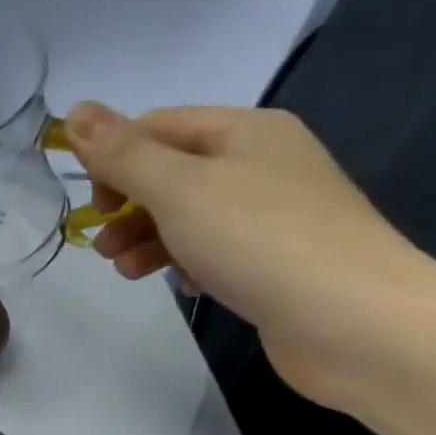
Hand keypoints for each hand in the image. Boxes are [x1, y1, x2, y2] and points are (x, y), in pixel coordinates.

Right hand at [63, 102, 435, 406]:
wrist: (360, 325)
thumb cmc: (260, 241)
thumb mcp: (176, 188)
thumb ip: (121, 153)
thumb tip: (74, 110)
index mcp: (246, 130)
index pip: (156, 127)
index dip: (114, 159)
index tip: (94, 204)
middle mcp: (262, 162)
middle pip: (169, 173)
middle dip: (127, 207)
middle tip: (103, 244)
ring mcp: (274, 214)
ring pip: (187, 215)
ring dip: (146, 239)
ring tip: (127, 271)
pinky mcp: (277, 260)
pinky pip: (213, 249)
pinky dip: (185, 262)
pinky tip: (180, 286)